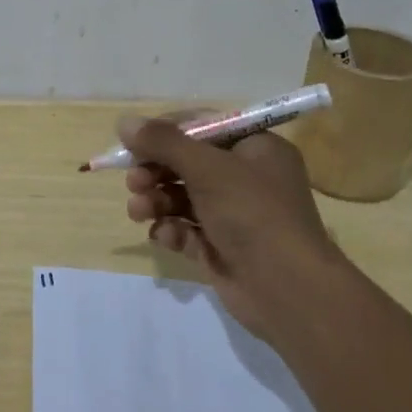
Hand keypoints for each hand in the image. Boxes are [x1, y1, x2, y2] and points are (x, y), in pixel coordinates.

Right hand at [119, 114, 343, 340]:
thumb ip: (163, 142)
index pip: (203, 127)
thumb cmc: (252, 213)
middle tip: (133, 181)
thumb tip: (124, 122)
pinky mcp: (222, 247)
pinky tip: (165, 236)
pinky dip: (172, 230)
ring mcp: (234, 215)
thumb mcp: (207, 168)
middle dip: (156, 171)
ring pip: (183, 197)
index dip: (167, 133)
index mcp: (255, 148)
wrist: (287, 289)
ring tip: (139, 211)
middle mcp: (247, 177)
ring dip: (156, 201)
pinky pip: (188, 230)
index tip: (134, 142)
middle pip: (188, 163)